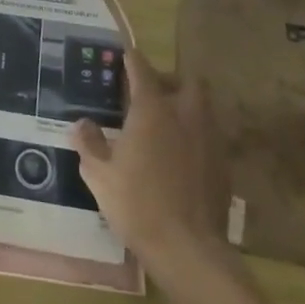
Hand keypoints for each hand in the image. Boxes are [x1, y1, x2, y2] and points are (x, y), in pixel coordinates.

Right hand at [73, 50, 235, 270]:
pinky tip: (178, 155)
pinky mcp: (223, 164)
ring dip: (185, 106)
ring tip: (163, 123)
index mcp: (152, 110)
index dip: (131, 59)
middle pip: (185, 81)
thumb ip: (89, 143)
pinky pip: (209, 135)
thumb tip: (81, 124)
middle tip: (148, 93)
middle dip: (168, 80)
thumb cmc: (137, 203)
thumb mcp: (99, 174)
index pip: (142, 70)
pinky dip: (194, 134)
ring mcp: (209, 139)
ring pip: (202, 106)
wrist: (188, 248)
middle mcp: (185, 115)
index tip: (123, 54)